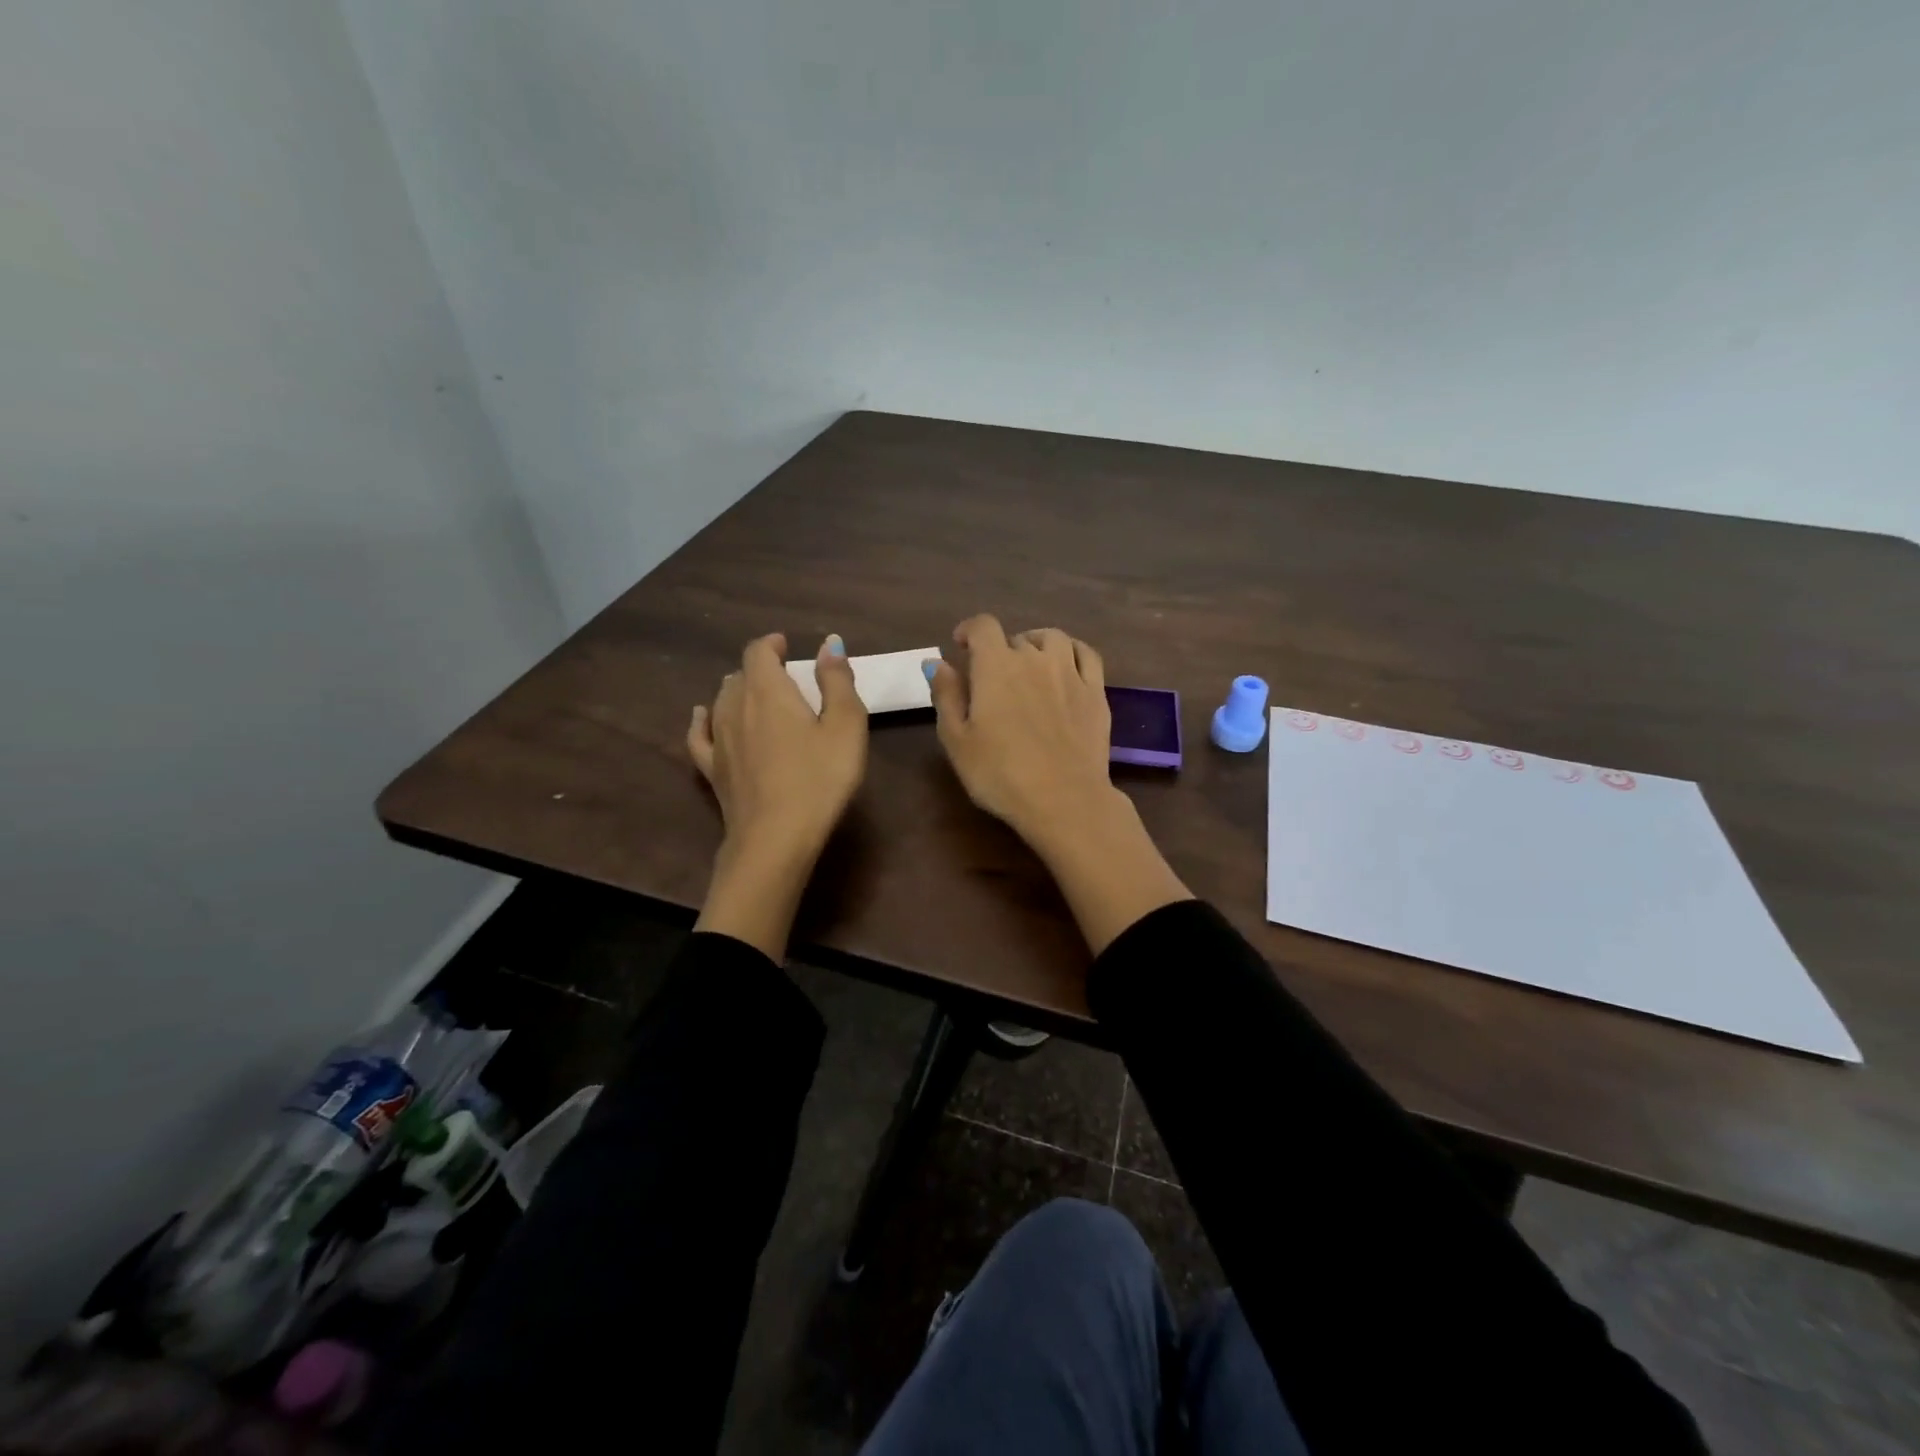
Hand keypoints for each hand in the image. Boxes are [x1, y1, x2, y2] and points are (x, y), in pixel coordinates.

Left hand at [688, 632, 866, 958]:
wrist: (775, 838)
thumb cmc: (819, 779)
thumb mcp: (845, 726)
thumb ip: (837, 681)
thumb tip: (829, 643)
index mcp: (768, 690)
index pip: (758, 651)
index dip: (771, 644)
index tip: (787, 645)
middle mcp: (734, 706)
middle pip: (740, 675)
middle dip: (761, 670)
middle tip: (786, 679)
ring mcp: (718, 739)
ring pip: (721, 700)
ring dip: (739, 691)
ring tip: (758, 696)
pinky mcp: (711, 769)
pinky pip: (699, 733)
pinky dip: (704, 718)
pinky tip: (703, 716)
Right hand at [927, 616, 1190, 954]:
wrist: (1064, 800)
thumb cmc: (1000, 774)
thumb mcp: (957, 740)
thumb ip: (946, 695)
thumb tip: (936, 662)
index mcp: (996, 666)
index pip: (982, 626)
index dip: (969, 630)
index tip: (961, 645)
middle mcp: (1034, 658)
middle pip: (1015, 639)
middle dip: (1000, 651)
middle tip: (993, 678)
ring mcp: (1070, 673)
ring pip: (1053, 639)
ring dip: (1036, 645)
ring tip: (1030, 664)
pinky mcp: (1096, 693)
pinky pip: (1086, 655)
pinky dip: (1072, 652)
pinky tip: (1066, 665)